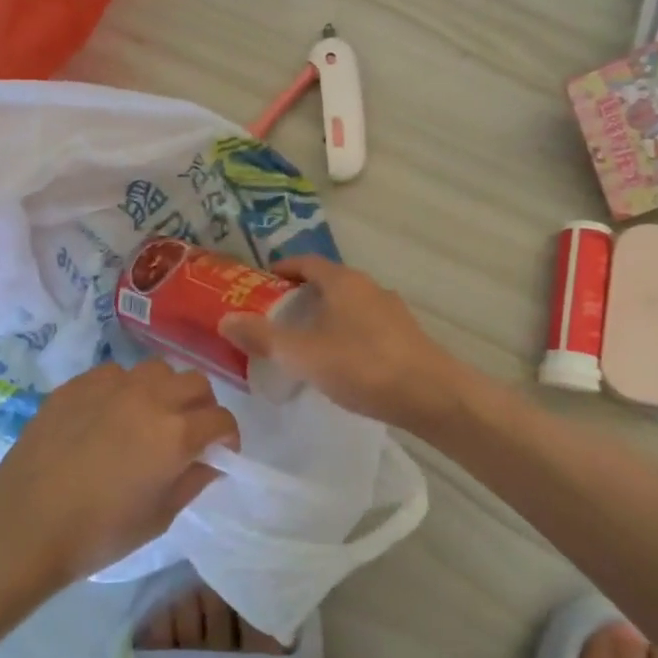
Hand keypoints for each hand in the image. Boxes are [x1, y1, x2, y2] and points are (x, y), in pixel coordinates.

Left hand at [0, 360, 238, 585]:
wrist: (22, 525)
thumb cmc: (97, 533)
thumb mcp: (158, 518)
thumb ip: (193, 481)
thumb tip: (211, 461)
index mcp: (176, 434)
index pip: (222, 419)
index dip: (227, 438)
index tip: (218, 453)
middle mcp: (151, 398)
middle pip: (197, 383)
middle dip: (202, 406)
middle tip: (188, 432)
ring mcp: (112, 385)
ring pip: (158, 370)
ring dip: (165, 391)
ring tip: (149, 417)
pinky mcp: (78, 384)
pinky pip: (116, 374)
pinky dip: (125, 390)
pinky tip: (108, 416)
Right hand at [220, 258, 463, 428]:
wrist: (432, 395)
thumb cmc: (363, 366)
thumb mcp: (303, 354)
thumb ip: (263, 337)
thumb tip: (225, 319)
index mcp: (343, 281)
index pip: (306, 262)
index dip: (281, 269)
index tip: (259, 284)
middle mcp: (368, 287)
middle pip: (327, 282)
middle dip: (299, 296)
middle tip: (272, 318)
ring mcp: (390, 310)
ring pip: (347, 305)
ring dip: (323, 316)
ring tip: (301, 343)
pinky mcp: (404, 335)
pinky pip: (364, 324)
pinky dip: (344, 332)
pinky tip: (338, 361)